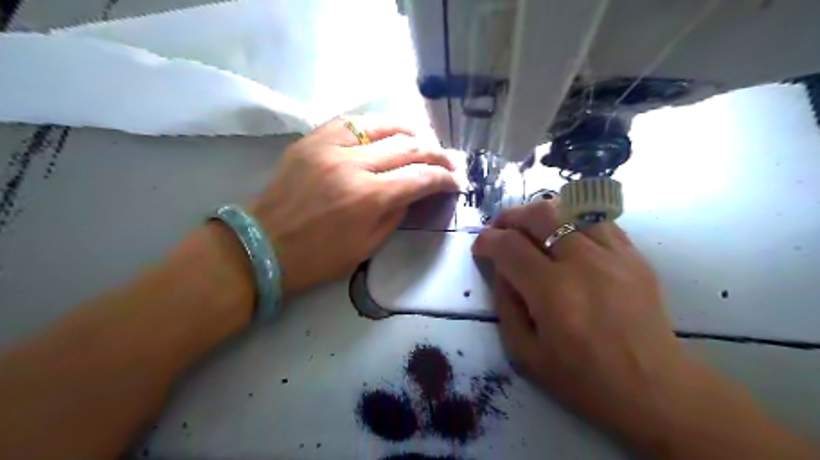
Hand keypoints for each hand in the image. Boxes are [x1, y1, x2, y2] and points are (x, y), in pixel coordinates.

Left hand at [249, 117, 459, 295]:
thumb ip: (396, 214)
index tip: (456, 182)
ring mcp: (329, 147)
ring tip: (424, 140)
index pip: (420, 178)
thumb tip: (414, 191)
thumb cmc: (318, 257)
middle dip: (436, 154)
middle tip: (448, 162)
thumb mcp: (368, 246)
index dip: (444, 179)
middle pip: (407, 146)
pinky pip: (350, 122)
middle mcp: (352, 164)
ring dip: (410, 130)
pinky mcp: (311, 140)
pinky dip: (375, 125)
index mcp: (368, 198)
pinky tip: (386, 132)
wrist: (263, 246)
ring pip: (381, 124)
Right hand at [474, 199, 697, 446]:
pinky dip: (572, 220)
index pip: (509, 246)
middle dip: (510, 216)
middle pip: (540, 214)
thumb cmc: (583, 379)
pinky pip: (597, 220)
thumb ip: (505, 305)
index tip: (480, 247)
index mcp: (553, 292)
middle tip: (500, 231)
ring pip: (570, 208)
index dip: (486, 241)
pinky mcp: (634, 255)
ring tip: (530, 229)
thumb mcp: (525, 353)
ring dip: (541, 213)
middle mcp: (583, 263)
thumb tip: (501, 269)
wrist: (654, 388)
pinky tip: (565, 236)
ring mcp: (614, 255)